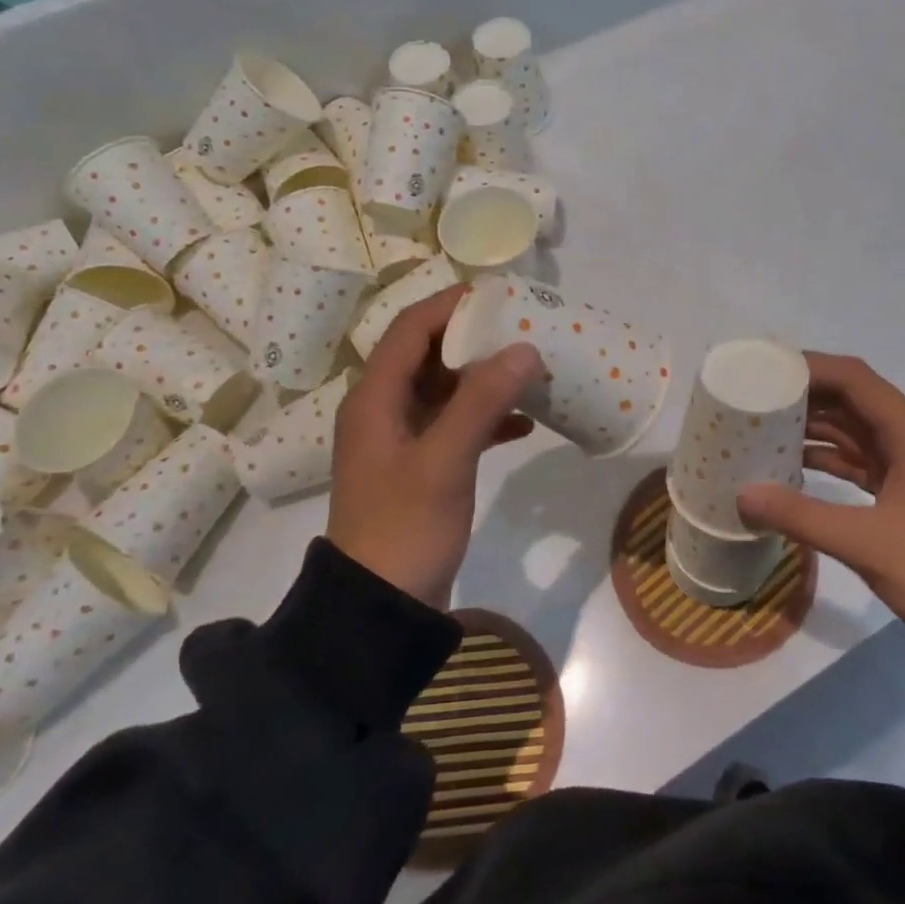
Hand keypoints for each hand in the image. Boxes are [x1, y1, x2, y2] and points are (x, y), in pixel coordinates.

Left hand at [328, 286, 541, 608]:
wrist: (379, 608)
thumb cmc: (405, 527)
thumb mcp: (445, 460)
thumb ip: (482, 401)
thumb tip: (524, 348)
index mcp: (375, 398)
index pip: (410, 330)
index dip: (450, 305)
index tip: (499, 295)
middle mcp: (382, 410)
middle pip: (428, 355)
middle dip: (474, 339)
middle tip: (523, 328)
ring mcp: (400, 440)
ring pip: (444, 389)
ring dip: (483, 378)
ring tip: (529, 369)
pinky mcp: (419, 466)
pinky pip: (454, 424)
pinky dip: (486, 417)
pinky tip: (523, 423)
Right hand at [737, 354, 904, 639]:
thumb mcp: (865, 542)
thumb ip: (801, 516)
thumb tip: (742, 496)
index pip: (855, 379)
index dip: (811, 368)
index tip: (767, 370)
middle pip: (851, 399)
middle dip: (805, 395)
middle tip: (756, 397)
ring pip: (852, 429)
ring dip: (812, 426)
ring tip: (762, 426)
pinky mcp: (902, 490)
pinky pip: (857, 459)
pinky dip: (826, 457)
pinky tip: (789, 464)